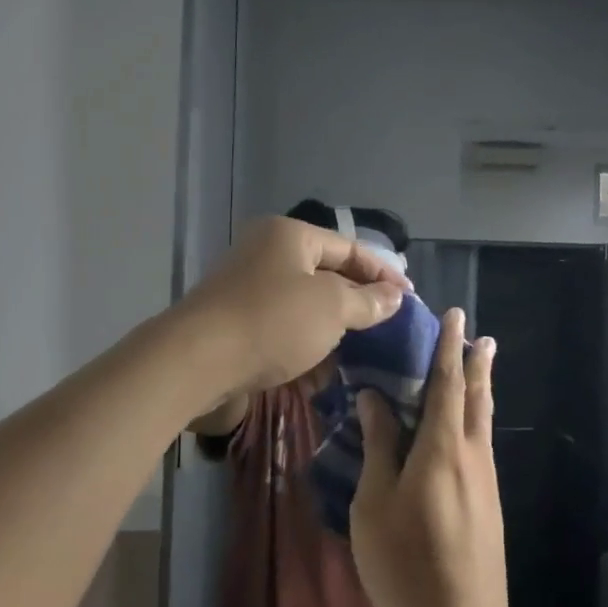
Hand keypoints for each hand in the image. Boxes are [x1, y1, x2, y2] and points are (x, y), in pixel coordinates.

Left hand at [179, 217, 407, 396]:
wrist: (196, 363)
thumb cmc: (272, 322)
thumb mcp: (331, 308)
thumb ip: (367, 301)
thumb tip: (394, 297)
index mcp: (290, 236)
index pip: (349, 248)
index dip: (383, 273)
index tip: (411, 298)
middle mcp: (267, 254)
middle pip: (326, 275)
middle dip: (358, 302)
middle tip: (390, 326)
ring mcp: (248, 290)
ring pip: (305, 306)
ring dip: (334, 328)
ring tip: (365, 352)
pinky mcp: (237, 324)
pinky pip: (283, 329)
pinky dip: (306, 345)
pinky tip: (326, 370)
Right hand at [349, 309, 508, 606]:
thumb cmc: (403, 562)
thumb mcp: (375, 503)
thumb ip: (379, 447)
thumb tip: (376, 399)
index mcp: (442, 448)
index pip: (447, 384)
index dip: (449, 348)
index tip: (456, 317)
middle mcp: (472, 456)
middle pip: (477, 398)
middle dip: (477, 364)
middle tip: (480, 337)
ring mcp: (486, 482)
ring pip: (484, 423)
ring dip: (481, 391)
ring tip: (480, 370)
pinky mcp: (490, 504)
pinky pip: (483, 446)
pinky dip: (477, 422)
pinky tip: (469, 430)